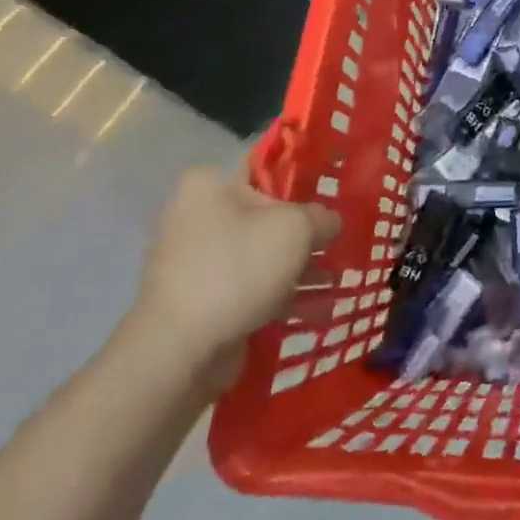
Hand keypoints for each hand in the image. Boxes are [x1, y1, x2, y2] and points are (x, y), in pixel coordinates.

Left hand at [133, 168, 340, 388]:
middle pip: (266, 214)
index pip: (265, 168)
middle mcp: (195, 217)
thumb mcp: (296, 228)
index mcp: (207, 186)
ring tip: (337, 279)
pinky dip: (279, 294)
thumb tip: (328, 223)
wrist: (180, 351)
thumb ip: (321, 217)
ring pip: (261, 253)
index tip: (333, 194)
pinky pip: (251, 286)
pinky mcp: (201, 300)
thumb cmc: (237, 268)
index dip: (303, 178)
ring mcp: (196, 261)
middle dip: (304, 231)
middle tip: (339, 239)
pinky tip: (316, 308)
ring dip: (296, 266)